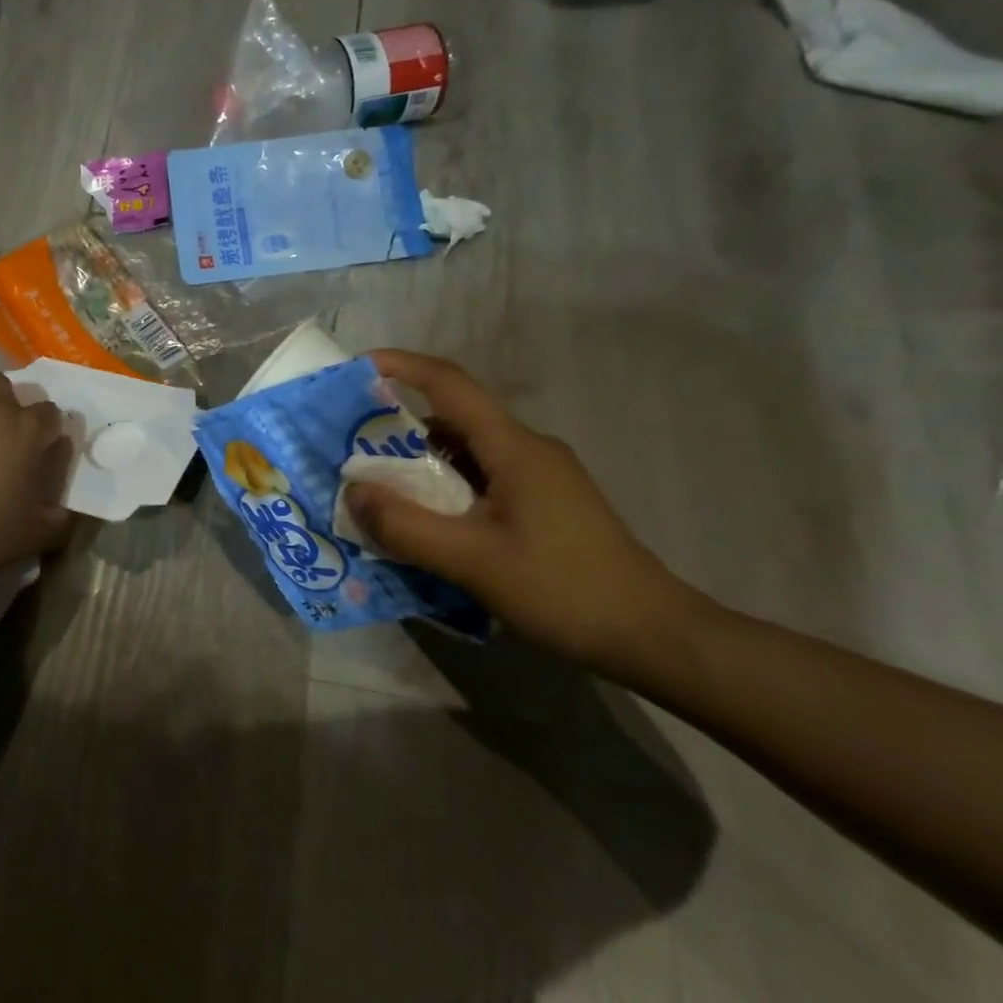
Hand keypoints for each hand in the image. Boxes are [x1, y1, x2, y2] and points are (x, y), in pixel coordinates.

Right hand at [344, 350, 696, 669]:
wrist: (653, 636)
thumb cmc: (562, 589)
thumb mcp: (472, 561)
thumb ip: (406, 526)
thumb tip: (353, 492)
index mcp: (513, 447)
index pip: (450, 384)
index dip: (401, 366)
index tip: (356, 367)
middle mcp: (526, 450)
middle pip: (451, 421)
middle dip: (396, 430)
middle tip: (349, 452)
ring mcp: (538, 478)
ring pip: (464, 455)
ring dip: (418, 467)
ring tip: (376, 493)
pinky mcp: (542, 505)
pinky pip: (479, 482)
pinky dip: (443, 492)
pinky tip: (423, 525)